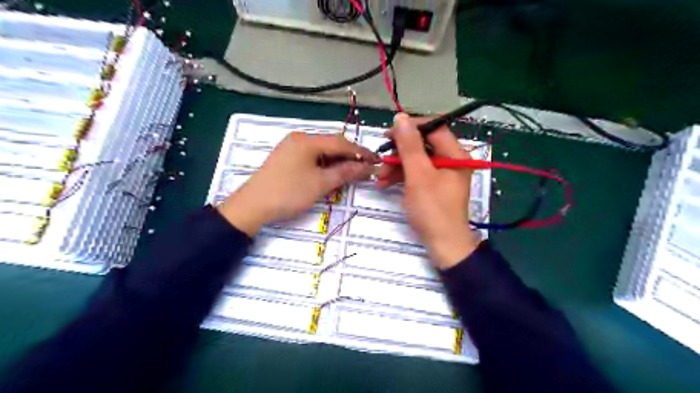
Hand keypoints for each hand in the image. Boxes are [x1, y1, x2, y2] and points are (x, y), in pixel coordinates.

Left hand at [221, 132, 380, 235]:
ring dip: (337, 161)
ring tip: (351, 174)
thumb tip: (368, 167)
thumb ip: (345, 172)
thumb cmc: (288, 193)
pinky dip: (324, 165)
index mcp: (307, 140)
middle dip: (349, 157)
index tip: (377, 161)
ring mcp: (291, 147)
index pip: (341, 143)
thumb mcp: (320, 183)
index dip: (361, 152)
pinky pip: (312, 157)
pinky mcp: (287, 157)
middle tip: (365, 170)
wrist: (252, 206)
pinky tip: (331, 174)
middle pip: (331, 144)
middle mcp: (299, 138)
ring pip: (322, 151)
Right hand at [377, 112, 481, 268]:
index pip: (434, 128)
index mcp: (455, 154)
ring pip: (417, 161)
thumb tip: (400, 117)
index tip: (389, 132)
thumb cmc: (432, 209)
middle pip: (423, 145)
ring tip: (378, 177)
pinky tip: (384, 184)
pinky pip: (417, 174)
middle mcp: (451, 161)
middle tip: (381, 156)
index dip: (411, 127)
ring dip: (396, 167)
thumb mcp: (418, 175)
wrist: (443, 245)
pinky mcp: (434, 187)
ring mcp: (442, 175)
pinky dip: (401, 177)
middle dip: (400, 152)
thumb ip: (409, 146)